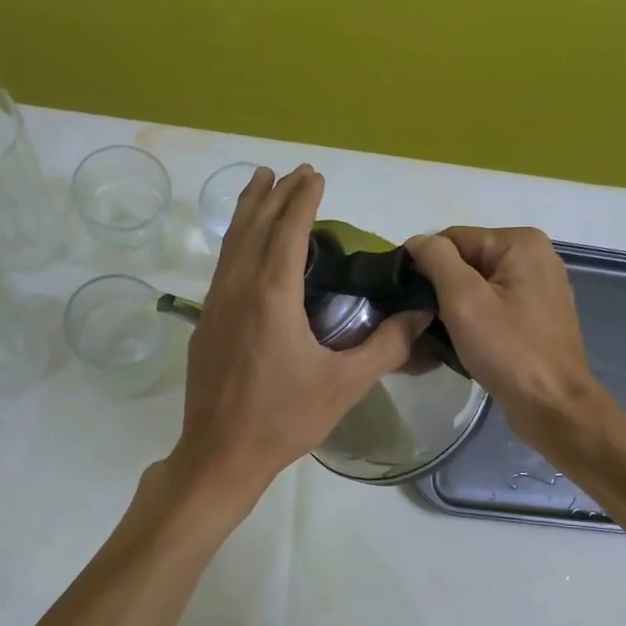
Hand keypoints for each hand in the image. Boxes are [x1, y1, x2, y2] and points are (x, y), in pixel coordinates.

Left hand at [169, 166, 429, 508]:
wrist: (220, 454)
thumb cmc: (285, 418)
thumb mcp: (345, 384)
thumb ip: (386, 346)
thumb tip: (420, 314)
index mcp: (272, 295)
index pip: (289, 230)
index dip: (303, 199)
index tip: (316, 175)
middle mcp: (238, 288)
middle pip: (255, 226)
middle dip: (275, 194)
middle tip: (292, 171)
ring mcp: (215, 305)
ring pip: (232, 242)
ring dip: (249, 210)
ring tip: (259, 182)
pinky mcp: (205, 323)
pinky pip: (223, 266)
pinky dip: (237, 241)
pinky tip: (244, 247)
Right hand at [408, 226, 605, 444]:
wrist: (552, 406)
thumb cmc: (508, 351)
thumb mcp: (463, 299)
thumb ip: (437, 260)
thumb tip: (417, 241)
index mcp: (521, 243)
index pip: (453, 239)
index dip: (425, 267)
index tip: (409, 301)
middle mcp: (535, 257)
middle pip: (466, 262)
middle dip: (441, 290)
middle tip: (421, 324)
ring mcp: (539, 288)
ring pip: (477, 287)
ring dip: (454, 309)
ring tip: (438, 337)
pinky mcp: (537, 317)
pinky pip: (493, 307)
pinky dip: (474, 322)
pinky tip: (462, 345)